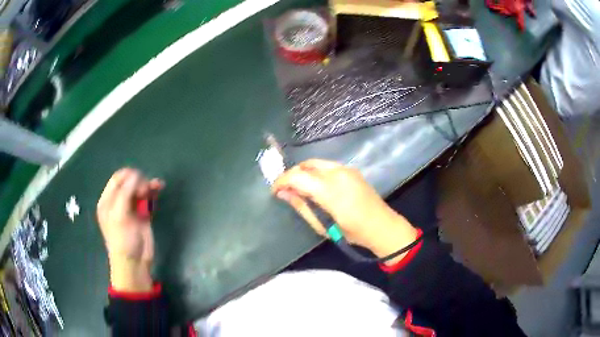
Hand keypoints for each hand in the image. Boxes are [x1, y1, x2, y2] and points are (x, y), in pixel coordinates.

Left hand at [97, 168, 163, 291]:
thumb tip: (137, 175)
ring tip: (156, 186)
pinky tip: (159, 188)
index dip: (128, 176)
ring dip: (148, 185)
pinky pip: (147, 199)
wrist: (134, 263)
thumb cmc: (122, 240)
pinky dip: (153, 192)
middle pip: (129, 182)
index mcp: (108, 201)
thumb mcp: (119, 215)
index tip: (139, 180)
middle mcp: (118, 202)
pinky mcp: (142, 215)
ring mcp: (131, 208)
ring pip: (139, 189)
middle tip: (145, 191)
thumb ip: (125, 193)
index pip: (117, 179)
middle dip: (139, 181)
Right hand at [272, 159, 417, 263]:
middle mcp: (337, 173)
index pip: (297, 177)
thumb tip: (283, 193)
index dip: (282, 181)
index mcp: (330, 190)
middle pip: (305, 166)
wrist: (381, 226)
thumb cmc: (351, 232)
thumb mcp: (323, 225)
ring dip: (303, 172)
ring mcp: (346, 169)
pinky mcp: (351, 169)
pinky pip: (326, 165)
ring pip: (315, 163)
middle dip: (291, 175)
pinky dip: (315, 171)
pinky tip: (315, 185)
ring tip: (298, 188)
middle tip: (285, 190)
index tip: (275, 191)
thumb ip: (302, 206)